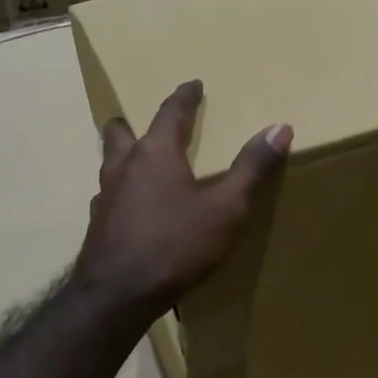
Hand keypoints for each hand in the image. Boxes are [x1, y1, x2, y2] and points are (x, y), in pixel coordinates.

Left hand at [74, 80, 291, 320]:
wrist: (118, 293)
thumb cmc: (176, 244)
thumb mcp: (226, 207)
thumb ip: (251, 168)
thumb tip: (280, 127)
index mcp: (155, 153)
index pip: (171, 112)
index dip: (184, 96)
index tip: (192, 84)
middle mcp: (124, 166)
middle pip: (120, 132)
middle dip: (131, 122)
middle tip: (142, 121)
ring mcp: (105, 196)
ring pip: (109, 163)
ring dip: (122, 156)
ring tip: (137, 163)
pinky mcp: (97, 224)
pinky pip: (109, 195)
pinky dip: (121, 191)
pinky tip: (132, 209)